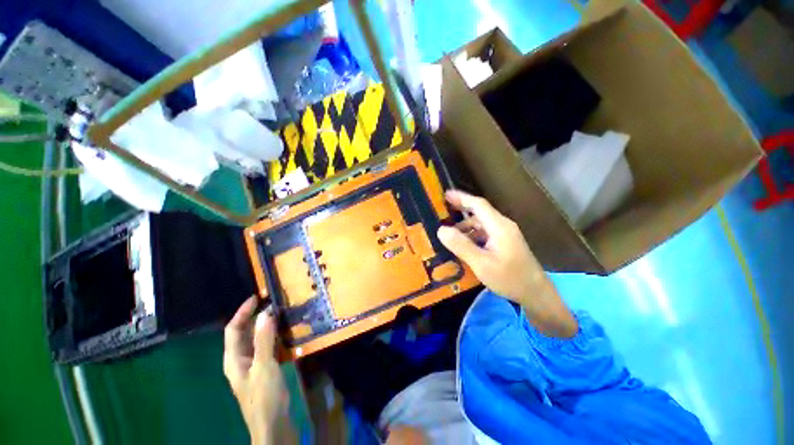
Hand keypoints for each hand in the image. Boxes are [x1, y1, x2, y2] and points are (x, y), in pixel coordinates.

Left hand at [224, 297, 295, 444]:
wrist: (274, 425)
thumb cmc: (264, 397)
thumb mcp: (264, 366)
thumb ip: (264, 339)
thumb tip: (265, 312)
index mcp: (234, 359)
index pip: (233, 329)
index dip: (243, 312)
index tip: (258, 297)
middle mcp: (242, 360)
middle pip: (246, 333)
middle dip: (258, 317)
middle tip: (276, 302)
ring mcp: (255, 365)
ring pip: (259, 340)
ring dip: (269, 326)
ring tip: (284, 313)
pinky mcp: (266, 370)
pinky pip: (269, 347)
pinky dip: (277, 337)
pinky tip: (289, 332)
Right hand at [437, 190, 577, 337]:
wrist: (536, 294)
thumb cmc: (509, 278)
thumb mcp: (481, 263)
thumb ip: (461, 245)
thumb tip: (441, 229)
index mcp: (499, 226)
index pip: (478, 205)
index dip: (461, 198)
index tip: (445, 194)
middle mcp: (503, 226)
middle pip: (479, 213)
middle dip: (461, 211)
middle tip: (443, 213)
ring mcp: (506, 234)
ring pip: (481, 224)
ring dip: (465, 226)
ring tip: (449, 234)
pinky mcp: (506, 243)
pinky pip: (485, 233)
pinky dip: (472, 235)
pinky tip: (464, 245)